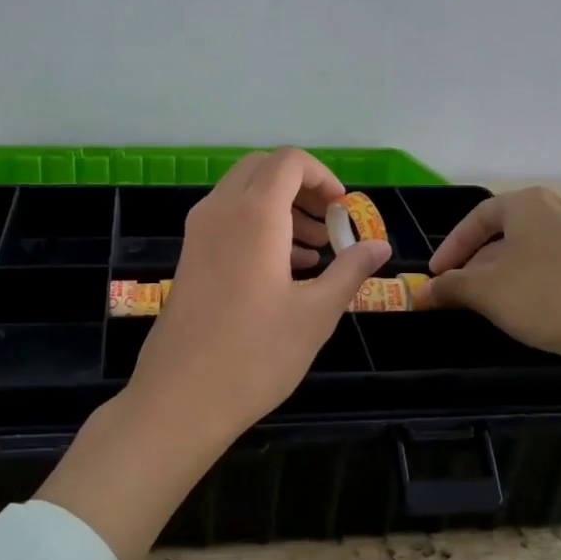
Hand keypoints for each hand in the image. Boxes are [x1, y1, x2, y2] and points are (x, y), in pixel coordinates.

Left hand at [127, 148, 391, 449]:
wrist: (181, 398)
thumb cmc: (255, 355)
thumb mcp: (316, 314)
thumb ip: (350, 271)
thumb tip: (380, 246)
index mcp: (254, 214)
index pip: (289, 161)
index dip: (322, 176)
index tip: (343, 210)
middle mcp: (220, 211)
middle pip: (262, 169)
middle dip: (301, 187)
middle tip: (329, 224)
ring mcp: (198, 233)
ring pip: (242, 193)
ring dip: (280, 207)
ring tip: (314, 252)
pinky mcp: (189, 257)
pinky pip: (226, 219)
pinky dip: (257, 226)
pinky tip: (283, 270)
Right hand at [413, 187, 560, 383]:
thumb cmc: (546, 296)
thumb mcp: (485, 291)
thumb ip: (450, 287)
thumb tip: (422, 292)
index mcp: (530, 204)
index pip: (478, 217)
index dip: (450, 247)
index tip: (435, 276)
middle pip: (506, 235)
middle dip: (478, 265)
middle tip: (461, 293)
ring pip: (533, 255)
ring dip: (505, 278)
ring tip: (492, 307)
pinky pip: (560, 271)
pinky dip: (537, 287)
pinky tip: (533, 314)